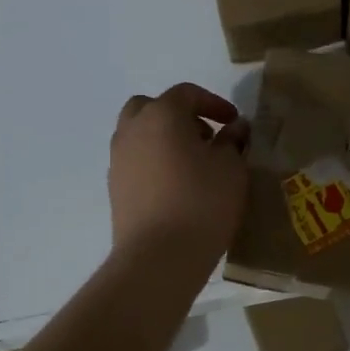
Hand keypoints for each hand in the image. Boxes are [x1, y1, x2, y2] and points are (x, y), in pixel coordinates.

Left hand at [109, 84, 249, 266]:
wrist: (158, 257)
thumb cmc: (202, 202)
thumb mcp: (231, 168)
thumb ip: (232, 141)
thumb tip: (235, 128)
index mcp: (161, 115)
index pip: (186, 93)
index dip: (214, 103)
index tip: (233, 122)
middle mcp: (132, 130)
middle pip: (151, 107)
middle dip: (179, 115)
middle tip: (205, 137)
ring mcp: (118, 160)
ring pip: (139, 135)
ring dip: (163, 139)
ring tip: (192, 164)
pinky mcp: (115, 189)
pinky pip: (135, 162)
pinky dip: (153, 163)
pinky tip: (176, 187)